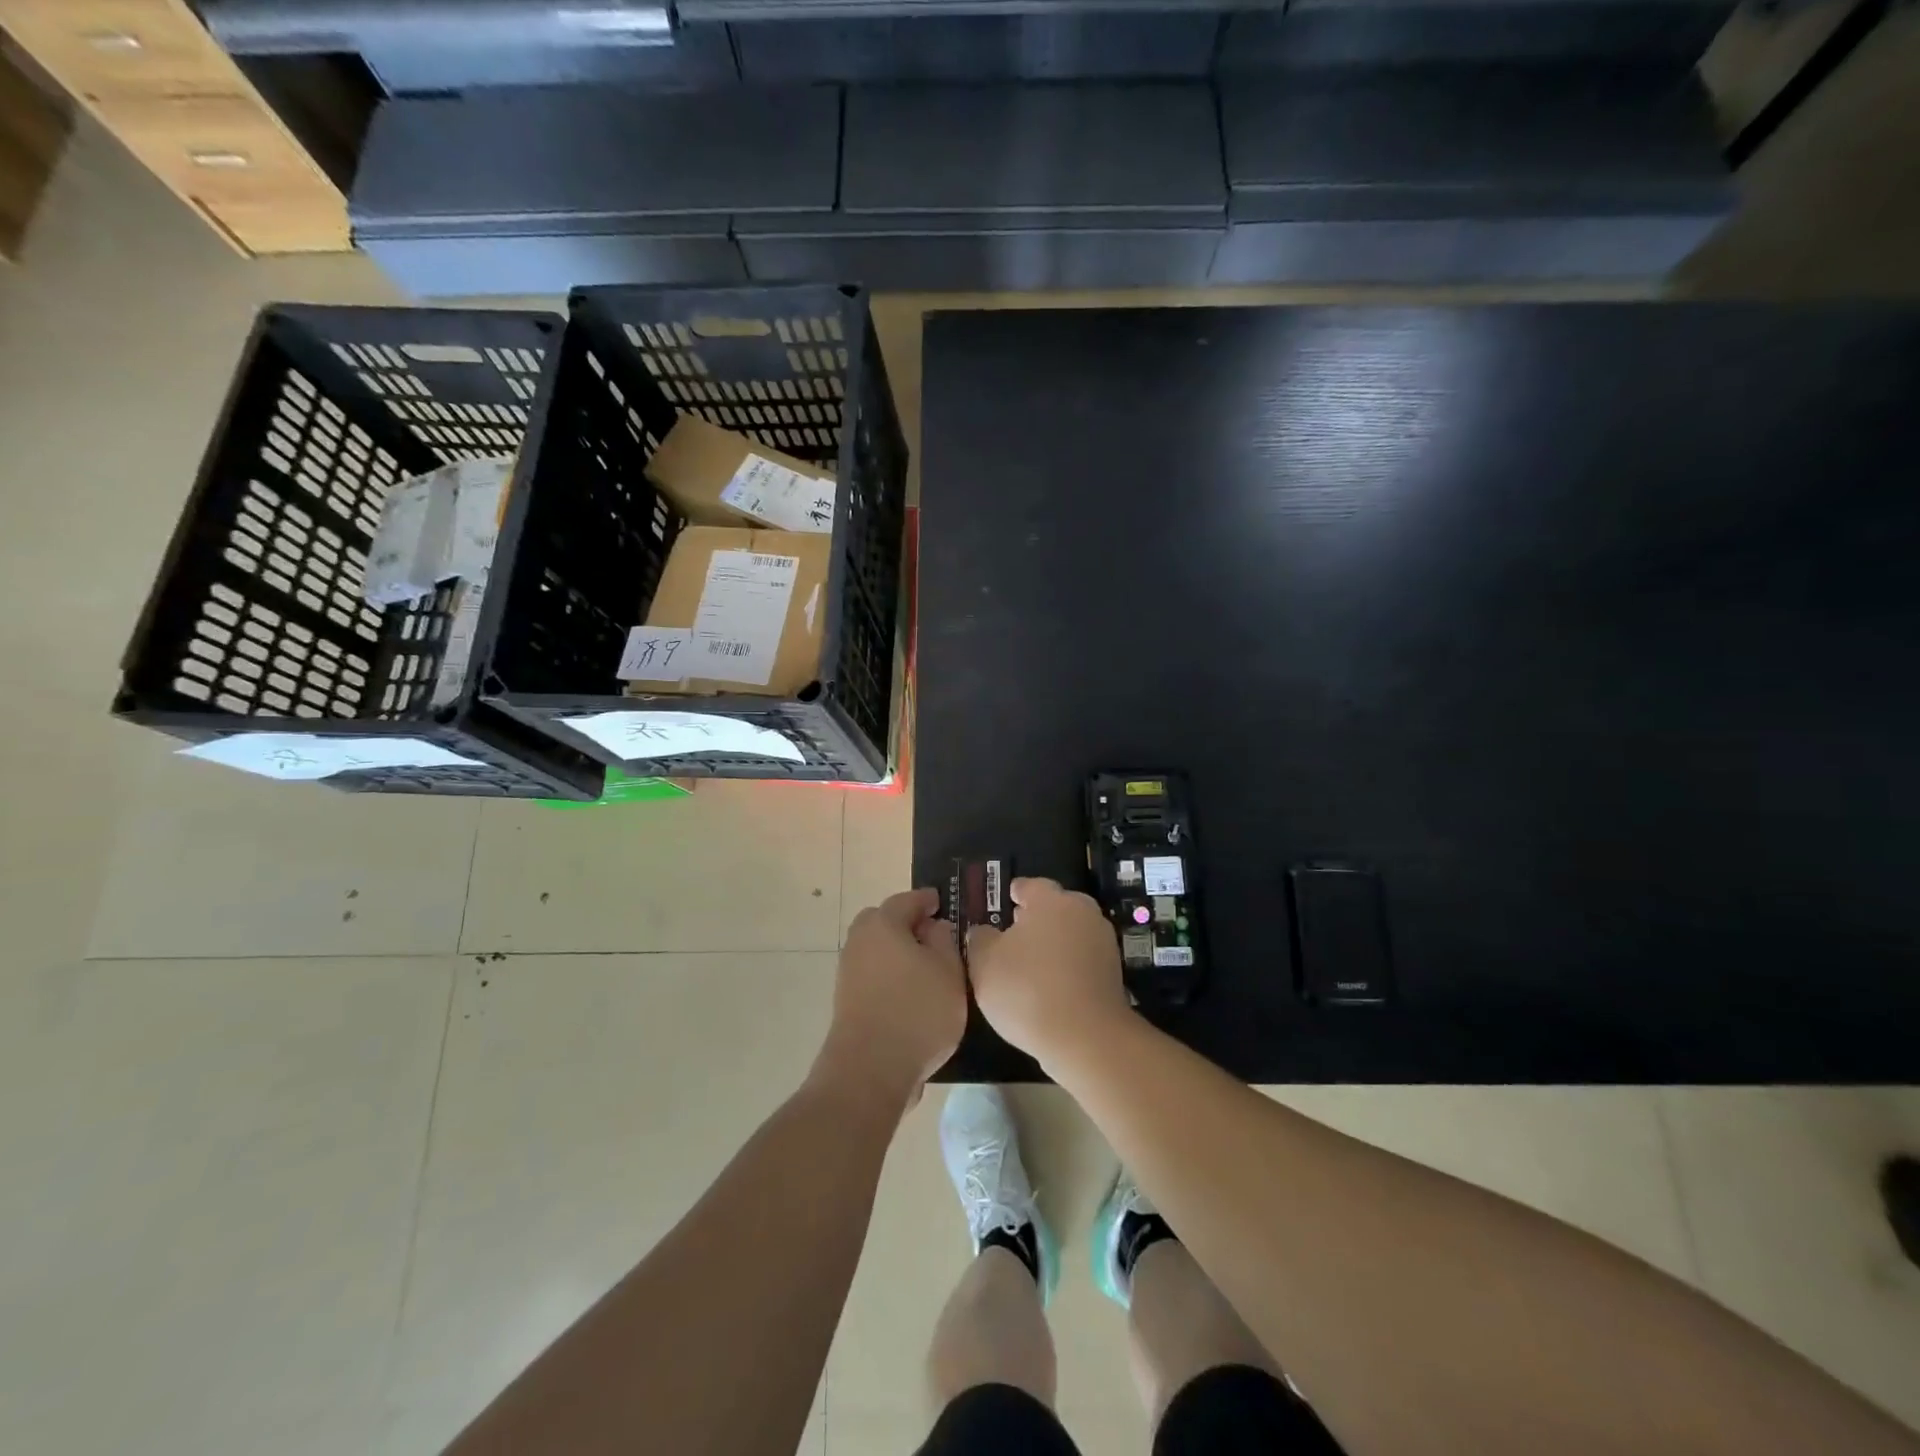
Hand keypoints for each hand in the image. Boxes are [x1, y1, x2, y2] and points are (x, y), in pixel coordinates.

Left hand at [815, 888, 967, 1108]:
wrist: (870, 1070)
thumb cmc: (917, 1011)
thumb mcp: (949, 972)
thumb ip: (944, 942)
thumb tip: (933, 927)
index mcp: (883, 924)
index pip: (907, 900)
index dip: (927, 900)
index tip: (941, 902)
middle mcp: (859, 941)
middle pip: (883, 922)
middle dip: (906, 924)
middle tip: (934, 936)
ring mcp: (848, 972)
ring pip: (876, 949)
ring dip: (897, 952)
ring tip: (927, 969)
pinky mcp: (846, 1001)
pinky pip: (873, 974)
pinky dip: (890, 975)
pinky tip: (911, 993)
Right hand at [966, 877, 1131, 1064]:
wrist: (1086, 1037)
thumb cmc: (1027, 989)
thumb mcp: (984, 963)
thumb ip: (980, 938)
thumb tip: (983, 931)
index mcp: (1051, 900)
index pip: (1029, 886)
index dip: (1013, 894)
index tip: (1004, 903)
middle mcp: (1082, 911)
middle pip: (1055, 907)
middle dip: (1036, 918)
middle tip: (1013, 935)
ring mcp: (1103, 942)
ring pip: (1071, 933)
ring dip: (1054, 943)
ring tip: (1030, 965)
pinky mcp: (1113, 972)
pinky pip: (1082, 959)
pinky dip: (1068, 966)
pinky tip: (1051, 987)